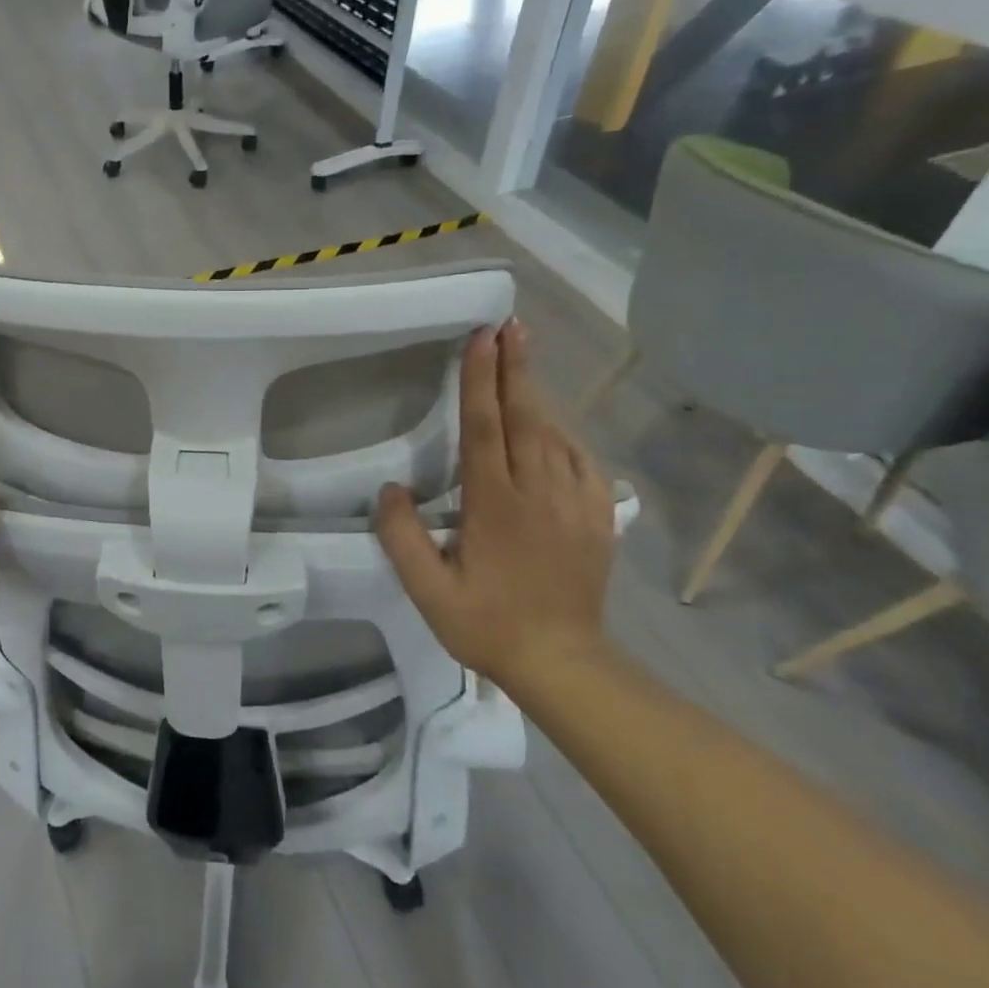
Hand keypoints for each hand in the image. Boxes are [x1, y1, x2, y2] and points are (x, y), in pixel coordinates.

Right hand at [375, 320, 612, 686]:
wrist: (564, 663)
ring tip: (524, 353)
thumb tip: (391, 489)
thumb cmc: (487, 625)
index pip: (486, 430)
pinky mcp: (597, 515)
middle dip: (515, 367)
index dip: (480, 381)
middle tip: (509, 325)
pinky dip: (563, 429)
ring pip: (556, 432)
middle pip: (526, 417)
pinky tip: (551, 419)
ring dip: (537, 390)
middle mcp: (540, 493)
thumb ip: (402, 538)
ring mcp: (576, 503)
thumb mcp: (428, 592)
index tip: (481, 339)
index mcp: (497, 507)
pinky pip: (580, 458)